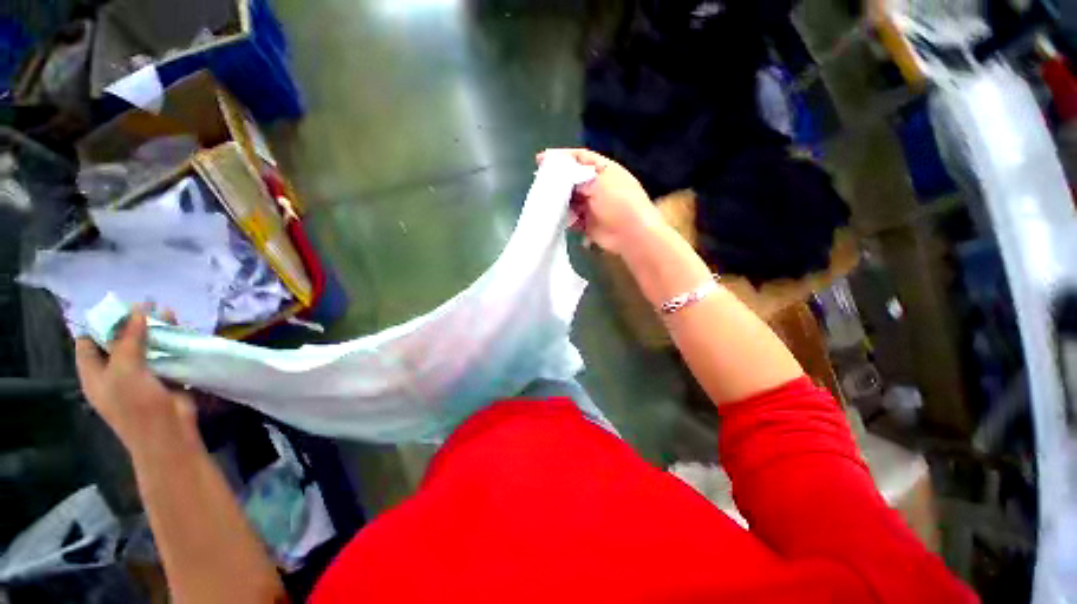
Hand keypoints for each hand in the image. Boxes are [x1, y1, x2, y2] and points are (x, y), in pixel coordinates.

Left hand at [75, 307, 200, 462]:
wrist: (168, 433)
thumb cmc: (136, 406)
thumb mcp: (126, 371)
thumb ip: (129, 340)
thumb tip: (138, 310)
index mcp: (94, 373)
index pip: (88, 341)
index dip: (99, 324)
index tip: (118, 307)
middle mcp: (113, 371)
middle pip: (117, 341)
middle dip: (131, 323)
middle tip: (148, 305)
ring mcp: (139, 375)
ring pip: (143, 345)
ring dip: (154, 329)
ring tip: (168, 312)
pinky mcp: (162, 376)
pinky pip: (163, 353)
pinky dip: (169, 341)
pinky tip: (179, 330)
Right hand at [538, 148, 666, 255]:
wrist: (631, 234)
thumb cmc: (618, 202)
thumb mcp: (598, 183)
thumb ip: (577, 177)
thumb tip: (560, 175)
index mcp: (604, 170)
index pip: (580, 158)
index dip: (561, 157)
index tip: (541, 159)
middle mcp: (597, 185)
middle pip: (573, 179)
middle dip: (557, 180)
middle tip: (540, 182)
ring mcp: (593, 205)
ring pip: (570, 199)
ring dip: (560, 200)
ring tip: (546, 201)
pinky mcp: (588, 222)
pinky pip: (572, 217)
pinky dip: (565, 217)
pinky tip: (557, 217)